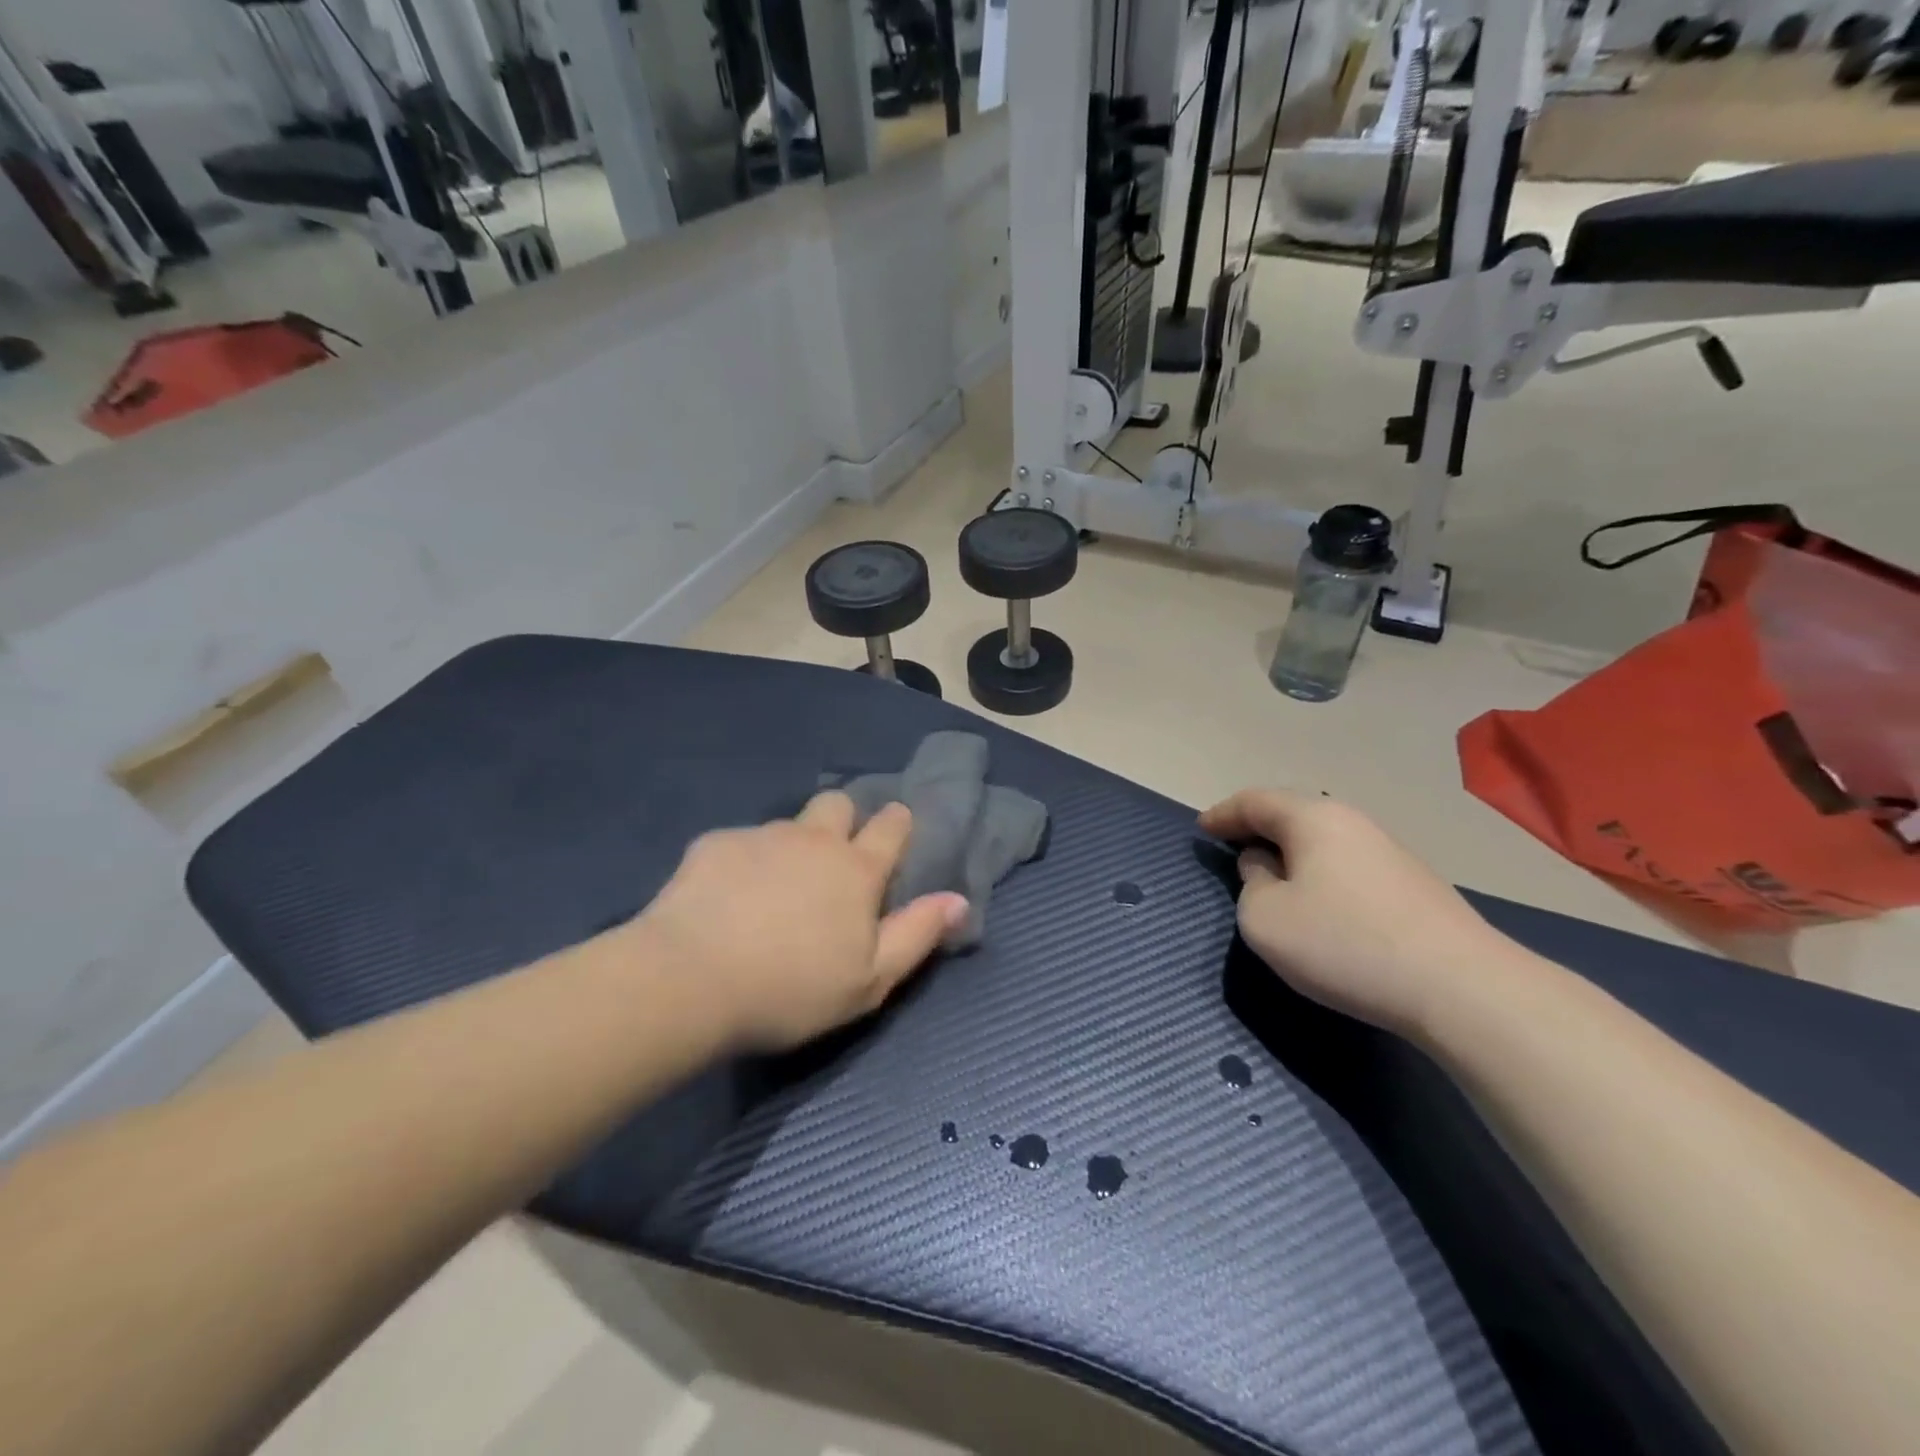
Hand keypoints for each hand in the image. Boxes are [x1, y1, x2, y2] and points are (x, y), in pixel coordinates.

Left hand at [629, 792, 968, 1050]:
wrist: (689, 980)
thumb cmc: (792, 989)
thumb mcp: (870, 979)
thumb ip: (918, 934)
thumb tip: (958, 900)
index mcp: (856, 869)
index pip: (891, 825)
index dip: (897, 824)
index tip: (895, 831)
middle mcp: (813, 840)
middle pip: (838, 804)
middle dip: (843, 820)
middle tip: (831, 861)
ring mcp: (761, 837)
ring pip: (788, 824)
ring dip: (791, 845)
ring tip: (772, 890)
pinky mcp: (714, 845)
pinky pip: (740, 842)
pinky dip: (742, 863)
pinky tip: (724, 899)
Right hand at [1198, 790, 1504, 1037]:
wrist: (1462, 988)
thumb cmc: (1344, 944)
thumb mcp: (1265, 919)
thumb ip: (1251, 884)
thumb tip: (1266, 867)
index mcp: (1313, 819)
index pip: (1255, 802)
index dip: (1222, 814)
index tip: (1201, 829)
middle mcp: (1353, 822)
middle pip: (1292, 814)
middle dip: (1257, 828)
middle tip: (1232, 846)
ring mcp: (1389, 852)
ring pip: (1323, 840)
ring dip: (1291, 852)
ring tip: (1271, 877)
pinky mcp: (1413, 885)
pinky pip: (1347, 865)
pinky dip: (1319, 873)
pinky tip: (1320, 902)